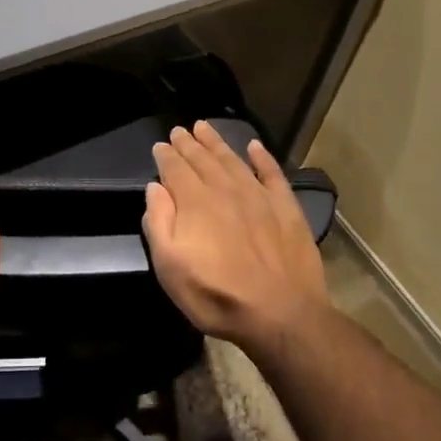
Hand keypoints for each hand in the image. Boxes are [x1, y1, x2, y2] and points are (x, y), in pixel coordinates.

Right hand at [143, 122, 329, 356]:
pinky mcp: (285, 206)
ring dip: (217, 142)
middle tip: (180, 130)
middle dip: (188, 144)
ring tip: (204, 127)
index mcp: (195, 202)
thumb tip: (155, 187)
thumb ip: (159, 222)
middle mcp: (225, 189)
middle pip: (202, 159)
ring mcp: (258, 195)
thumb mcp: (171, 268)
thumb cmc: (217, 295)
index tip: (161, 145)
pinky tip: (254, 146)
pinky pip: (271, 173)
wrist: (281, 314)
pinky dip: (262, 157)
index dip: (166, 155)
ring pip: (232, 159)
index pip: (175, 169)